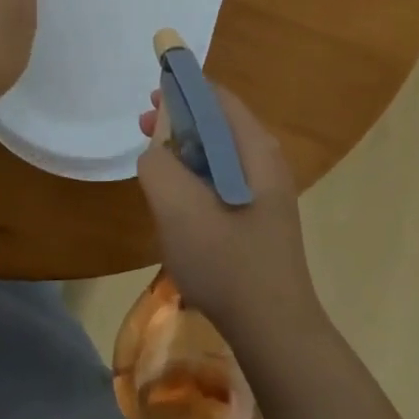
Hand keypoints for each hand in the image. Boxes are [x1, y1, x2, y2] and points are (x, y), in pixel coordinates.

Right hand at [136, 83, 322, 347]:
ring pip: (219, 154)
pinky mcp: (258, 219)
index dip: (183, 87)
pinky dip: (195, 176)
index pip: (218, 97)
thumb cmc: (226, 261)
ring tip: (152, 160)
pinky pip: (222, 181)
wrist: (274, 331)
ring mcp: (265, 193)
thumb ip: (158, 165)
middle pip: (218, 123)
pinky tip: (175, 198)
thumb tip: (156, 151)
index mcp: (255, 149)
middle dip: (179, 119)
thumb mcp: (178, 206)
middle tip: (143, 125)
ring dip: (184, 149)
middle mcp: (266, 163)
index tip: (151, 92)